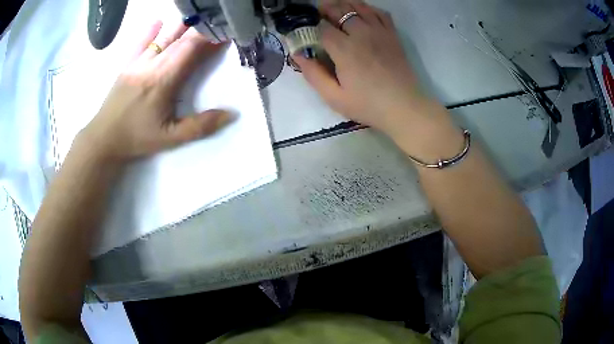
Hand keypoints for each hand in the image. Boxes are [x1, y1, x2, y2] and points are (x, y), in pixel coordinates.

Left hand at [80, 21, 230, 162]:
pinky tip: (159, 22)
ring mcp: (137, 62)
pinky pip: (140, 42)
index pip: (191, 51)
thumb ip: (201, 126)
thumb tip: (232, 114)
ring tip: (196, 18)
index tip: (226, 35)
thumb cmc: (137, 138)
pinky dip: (151, 31)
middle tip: (217, 25)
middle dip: (201, 31)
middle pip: (180, 40)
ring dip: (181, 26)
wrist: (104, 138)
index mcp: (164, 81)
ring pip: (163, 37)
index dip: (210, 40)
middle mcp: (152, 65)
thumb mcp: (171, 138)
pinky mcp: (127, 64)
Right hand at [295, 0, 431, 137]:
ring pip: (359, 7)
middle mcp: (361, 34)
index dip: (313, 27)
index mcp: (344, 49)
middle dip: (326, 9)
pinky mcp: (392, 35)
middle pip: (340, 11)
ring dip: (345, 4)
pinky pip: (380, 13)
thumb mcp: (334, 97)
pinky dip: (369, 8)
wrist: (404, 107)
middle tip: (319, 12)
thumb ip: (313, 75)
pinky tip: (363, 12)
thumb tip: (297, 55)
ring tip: (337, 7)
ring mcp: (379, 32)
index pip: (323, 28)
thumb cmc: (368, 105)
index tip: (309, 30)